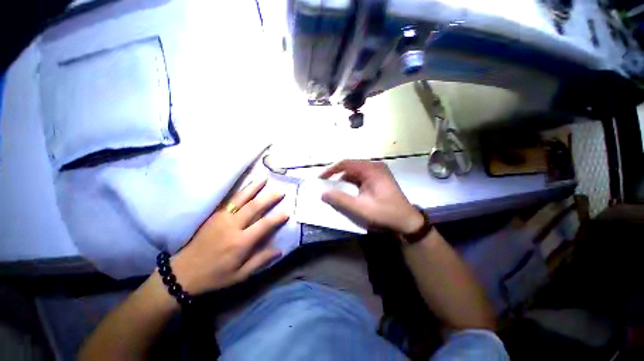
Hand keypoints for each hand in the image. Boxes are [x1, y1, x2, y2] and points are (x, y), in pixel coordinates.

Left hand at [170, 179, 287, 294]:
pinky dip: (241, 192)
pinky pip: (230, 200)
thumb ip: (260, 261)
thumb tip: (279, 250)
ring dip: (254, 188)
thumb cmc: (214, 276)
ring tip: (264, 179)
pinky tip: (247, 186)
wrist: (182, 273)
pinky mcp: (214, 215)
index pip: (263, 225)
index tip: (287, 212)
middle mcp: (232, 226)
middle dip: (269, 197)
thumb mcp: (239, 275)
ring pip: (241, 199)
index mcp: (240, 242)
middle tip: (281, 190)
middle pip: (254, 207)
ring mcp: (222, 218)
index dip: (277, 218)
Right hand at [320, 159, 423, 233]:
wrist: (407, 222)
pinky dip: (351, 185)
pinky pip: (360, 178)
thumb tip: (323, 193)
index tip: (320, 179)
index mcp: (371, 169)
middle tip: (325, 185)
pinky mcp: (378, 179)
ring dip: (344, 181)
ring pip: (354, 173)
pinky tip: (348, 193)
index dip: (331, 170)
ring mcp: (377, 173)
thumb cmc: (385, 214)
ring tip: (335, 190)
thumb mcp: (361, 208)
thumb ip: (340, 200)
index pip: (346, 163)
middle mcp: (374, 167)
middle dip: (336, 176)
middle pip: (350, 167)